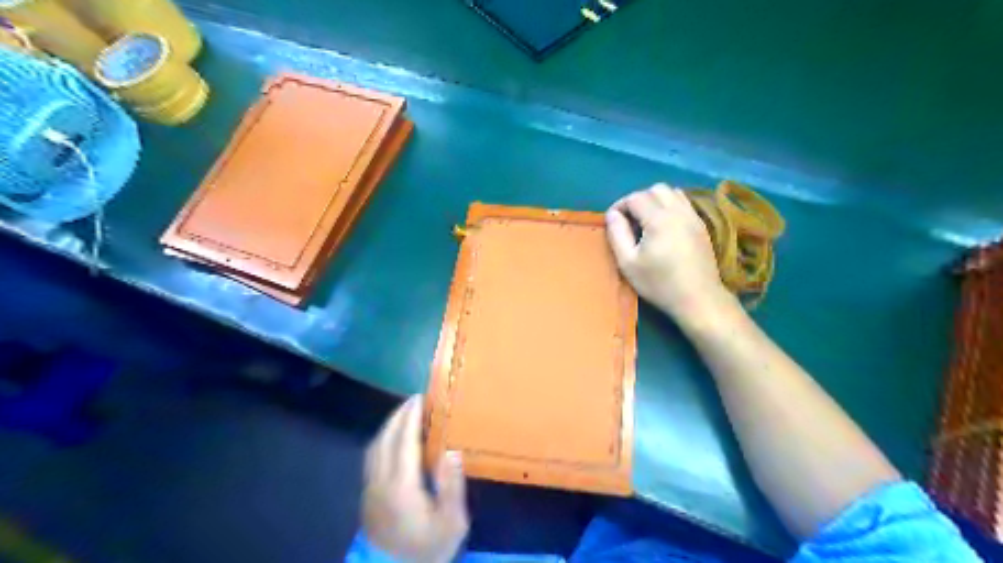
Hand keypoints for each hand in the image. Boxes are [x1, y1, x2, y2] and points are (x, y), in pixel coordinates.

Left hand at [362, 397, 467, 562]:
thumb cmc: (428, 549)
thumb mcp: (451, 522)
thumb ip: (451, 486)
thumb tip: (452, 450)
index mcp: (402, 485)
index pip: (404, 441)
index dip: (411, 417)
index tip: (420, 398)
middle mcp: (381, 482)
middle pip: (385, 439)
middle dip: (399, 415)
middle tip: (414, 399)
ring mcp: (370, 489)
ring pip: (375, 447)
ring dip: (389, 426)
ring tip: (404, 415)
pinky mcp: (366, 497)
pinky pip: (372, 458)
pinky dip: (383, 440)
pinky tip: (393, 440)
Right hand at [604, 184, 734, 324]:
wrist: (698, 299)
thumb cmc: (659, 284)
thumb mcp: (628, 263)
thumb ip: (617, 234)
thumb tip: (612, 215)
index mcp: (659, 219)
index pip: (635, 197)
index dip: (620, 205)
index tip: (613, 222)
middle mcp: (678, 211)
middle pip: (656, 189)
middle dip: (638, 199)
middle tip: (629, 220)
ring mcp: (693, 217)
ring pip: (673, 193)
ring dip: (656, 200)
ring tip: (646, 221)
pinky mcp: (701, 226)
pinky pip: (684, 203)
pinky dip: (670, 206)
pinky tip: (664, 226)